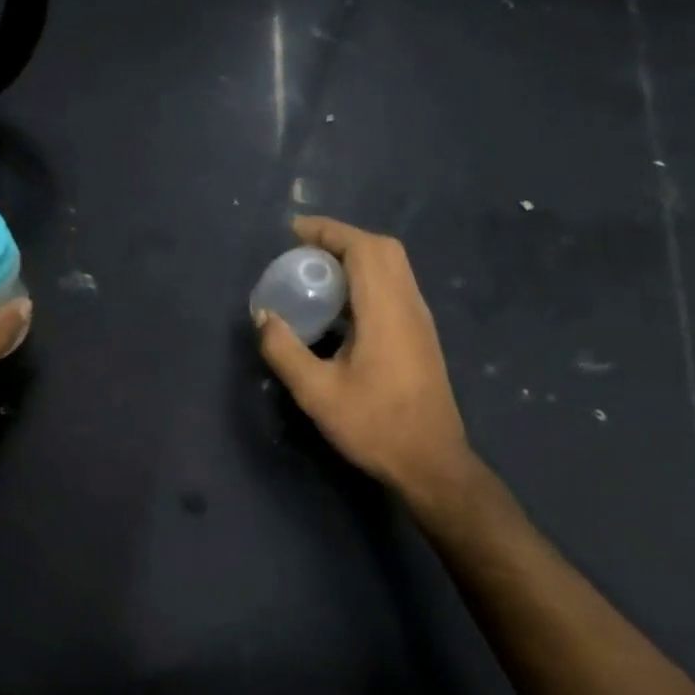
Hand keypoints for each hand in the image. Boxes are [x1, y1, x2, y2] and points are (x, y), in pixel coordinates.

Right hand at [256, 215, 473, 503]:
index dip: (329, 231)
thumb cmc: (374, 425)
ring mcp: (419, 320)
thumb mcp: (316, 392)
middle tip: (304, 250)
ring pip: (392, 267)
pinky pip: (393, 287)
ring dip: (355, 258)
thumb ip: (284, 350)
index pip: (364, 249)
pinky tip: (338, 307)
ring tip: (316, 272)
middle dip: (342, 239)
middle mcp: (409, 305)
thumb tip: (263, 315)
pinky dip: (365, 279)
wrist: (431, 463)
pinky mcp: (420, 335)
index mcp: (386, 311)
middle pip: (383, 249)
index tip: (294, 231)